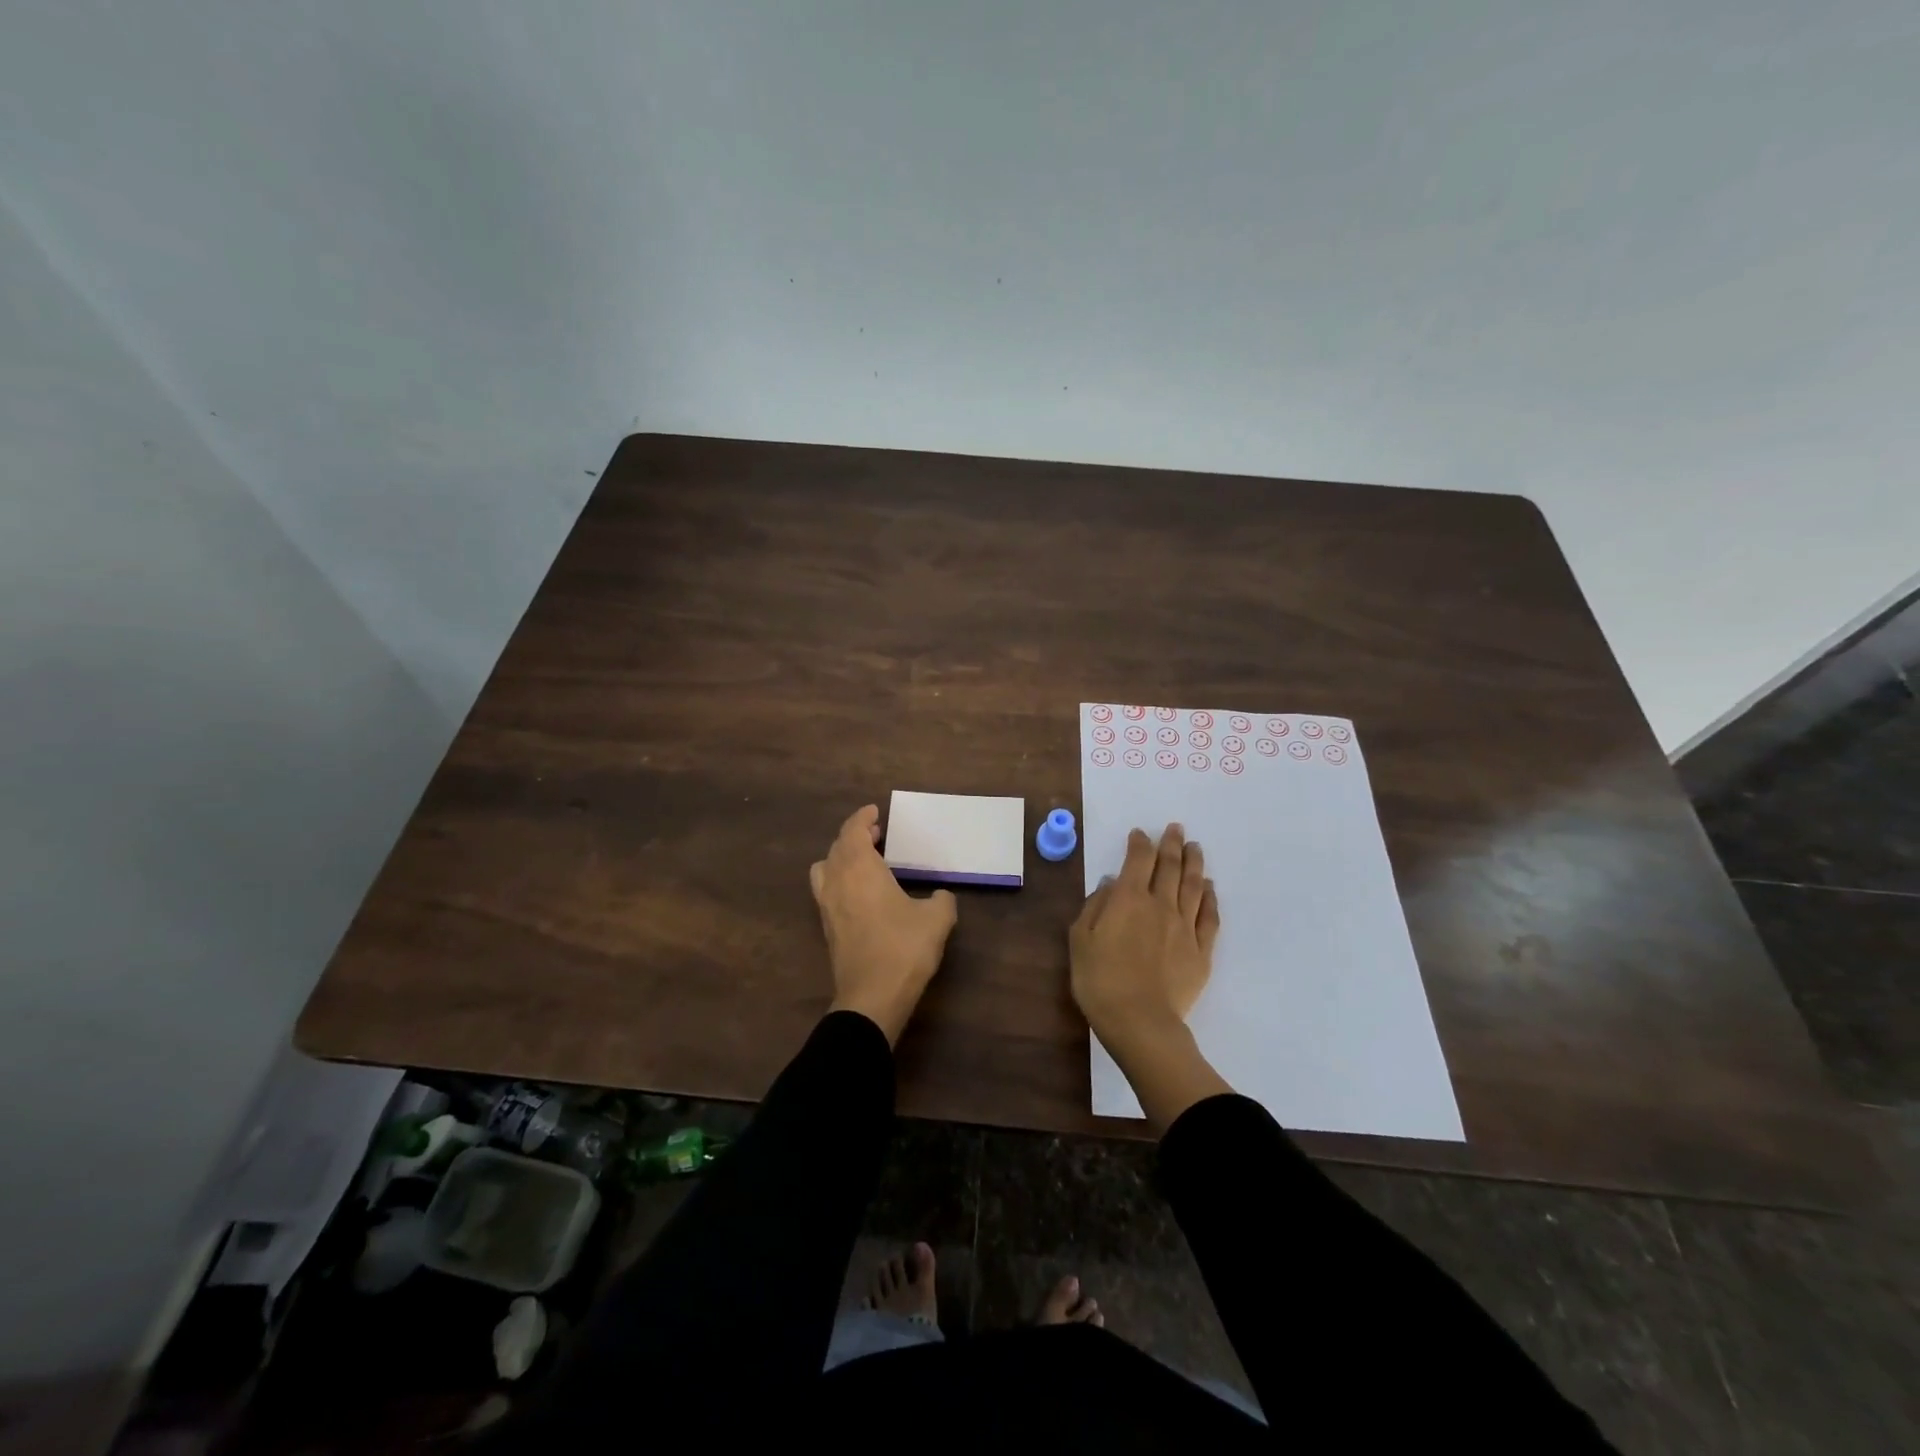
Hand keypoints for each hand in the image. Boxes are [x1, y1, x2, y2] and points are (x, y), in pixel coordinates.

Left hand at [810, 805, 957, 1044]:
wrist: (872, 996)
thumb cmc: (904, 948)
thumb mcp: (937, 919)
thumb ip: (942, 900)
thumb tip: (941, 896)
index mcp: (860, 868)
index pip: (853, 831)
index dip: (862, 818)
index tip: (874, 811)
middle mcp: (837, 881)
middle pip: (837, 846)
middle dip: (854, 835)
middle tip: (875, 833)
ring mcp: (827, 905)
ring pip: (825, 868)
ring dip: (841, 857)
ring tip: (864, 860)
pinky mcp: (827, 927)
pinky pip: (827, 889)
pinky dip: (839, 878)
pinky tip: (861, 892)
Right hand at [1070, 824, 1218, 1051]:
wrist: (1140, 1021)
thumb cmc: (1100, 980)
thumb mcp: (1080, 940)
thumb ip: (1095, 906)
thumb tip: (1110, 884)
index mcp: (1129, 899)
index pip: (1138, 860)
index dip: (1140, 843)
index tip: (1140, 834)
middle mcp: (1161, 905)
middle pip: (1170, 866)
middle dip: (1172, 844)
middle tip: (1176, 828)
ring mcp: (1185, 927)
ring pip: (1193, 886)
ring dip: (1194, 863)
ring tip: (1195, 848)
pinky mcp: (1201, 950)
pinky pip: (1210, 916)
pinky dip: (1210, 897)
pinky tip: (1210, 887)